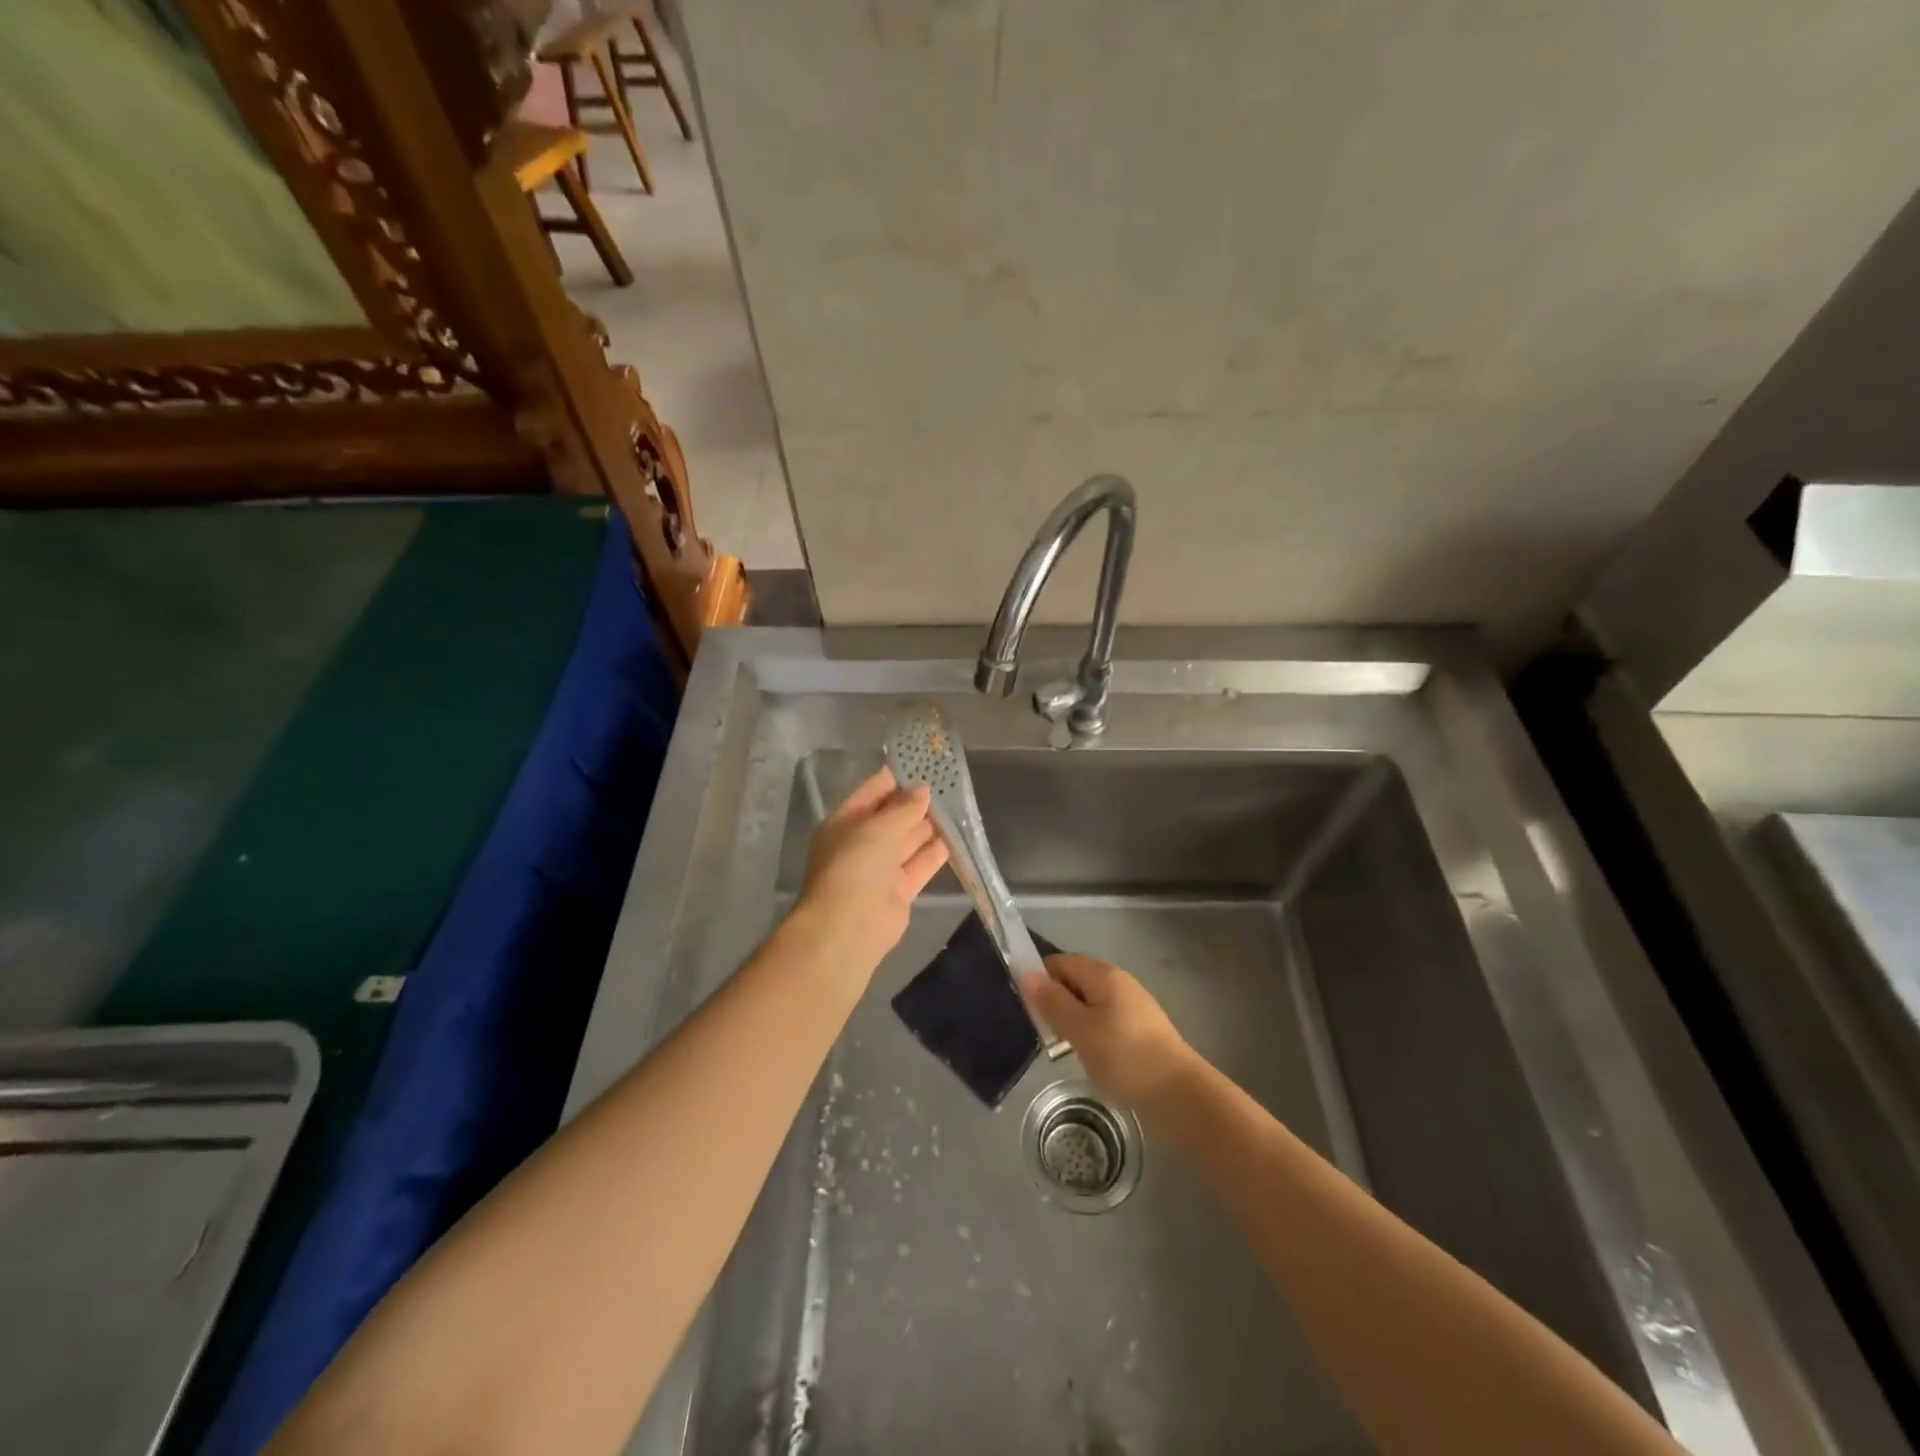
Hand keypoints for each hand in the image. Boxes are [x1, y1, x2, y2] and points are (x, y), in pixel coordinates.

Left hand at [794, 768, 948, 975]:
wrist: (848, 928)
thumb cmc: (855, 867)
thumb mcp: (878, 828)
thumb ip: (903, 809)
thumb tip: (923, 790)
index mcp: (844, 823)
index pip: (871, 792)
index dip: (895, 778)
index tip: (923, 764)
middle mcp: (861, 843)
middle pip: (891, 817)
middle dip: (915, 802)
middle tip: (946, 783)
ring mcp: (880, 869)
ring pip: (907, 841)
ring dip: (927, 825)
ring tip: (956, 804)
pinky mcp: (899, 891)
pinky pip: (919, 865)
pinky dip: (935, 852)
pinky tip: (954, 836)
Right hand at [1020, 955, 1200, 1115]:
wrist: (1179, 1095)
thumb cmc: (1124, 1057)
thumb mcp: (1079, 1029)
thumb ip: (1052, 1001)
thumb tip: (1026, 973)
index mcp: (1104, 975)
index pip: (1061, 962)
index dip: (1041, 980)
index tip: (1028, 1008)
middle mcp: (1120, 983)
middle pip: (1076, 982)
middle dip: (1056, 1003)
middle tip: (1044, 1033)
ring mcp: (1133, 1008)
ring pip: (1091, 1005)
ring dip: (1074, 1022)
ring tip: (1063, 1050)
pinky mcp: (1141, 1032)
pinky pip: (1106, 1023)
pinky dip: (1092, 1036)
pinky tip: (1090, 1059)